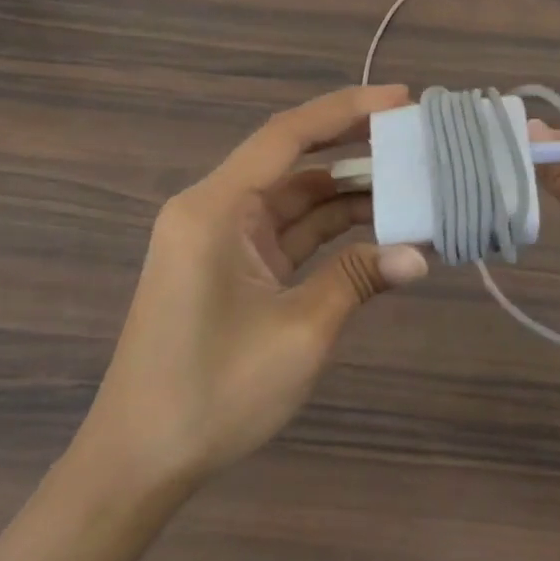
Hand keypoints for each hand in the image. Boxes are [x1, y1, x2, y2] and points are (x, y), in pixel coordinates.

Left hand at [79, 87, 427, 490]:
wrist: (140, 462)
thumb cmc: (212, 393)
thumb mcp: (299, 334)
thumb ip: (358, 281)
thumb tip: (419, 256)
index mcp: (215, 208)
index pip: (287, 136)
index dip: (346, 110)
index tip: (400, 98)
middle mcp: (213, 210)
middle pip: (292, 161)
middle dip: (353, 147)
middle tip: (414, 137)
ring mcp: (221, 240)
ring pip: (294, 199)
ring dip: (347, 194)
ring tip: (410, 184)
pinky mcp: (231, 267)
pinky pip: (286, 233)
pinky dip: (329, 230)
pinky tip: (376, 230)